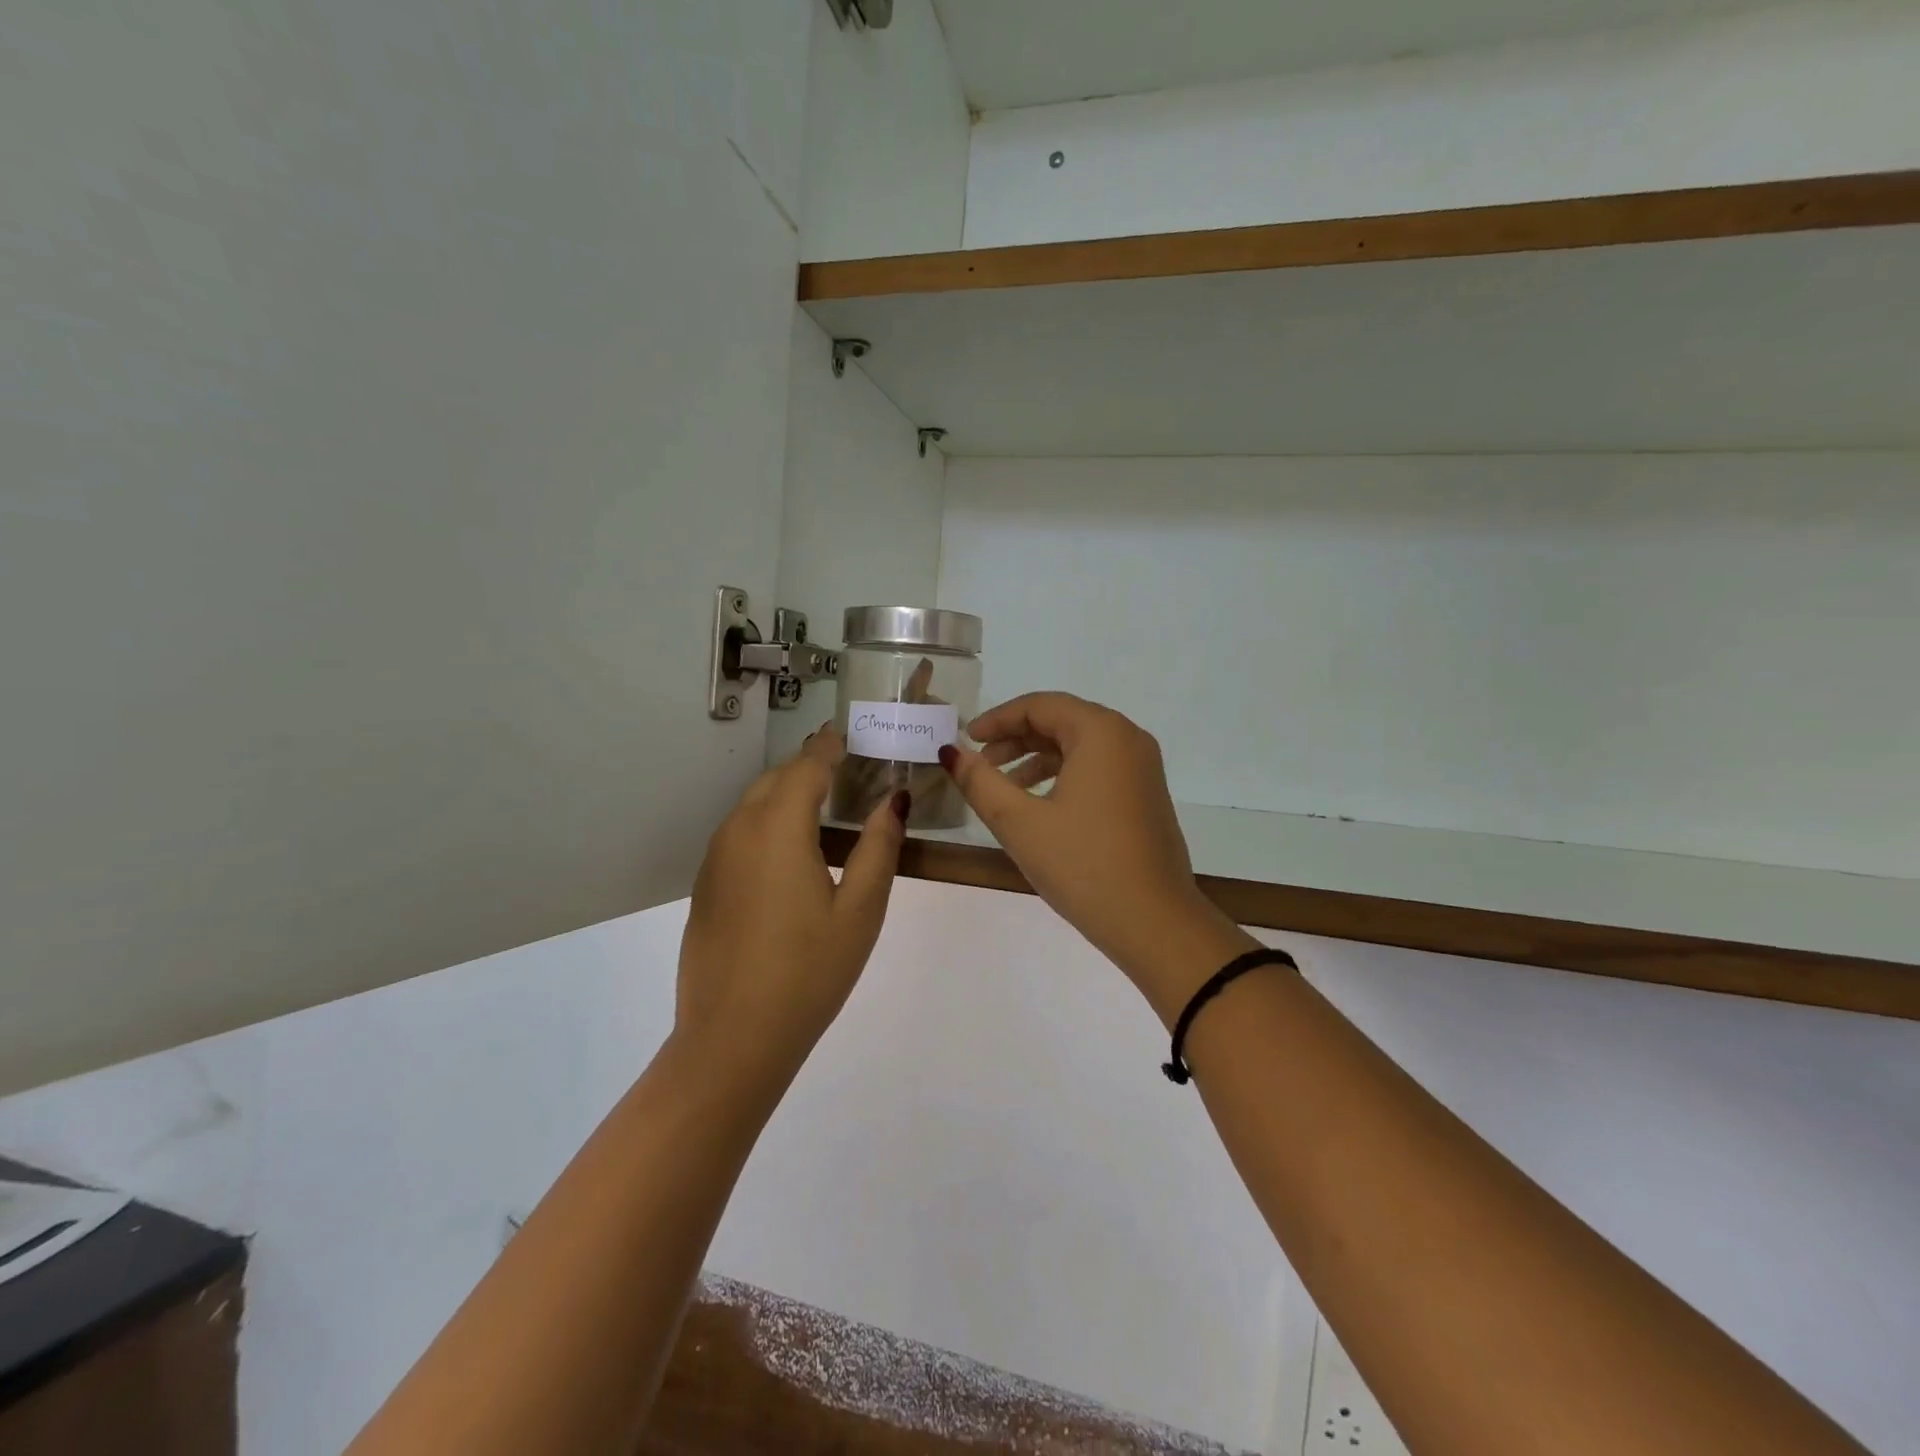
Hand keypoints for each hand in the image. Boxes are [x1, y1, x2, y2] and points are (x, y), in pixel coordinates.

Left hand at [676, 727, 907, 1078]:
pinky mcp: (706, 886)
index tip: (848, 735)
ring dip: (785, 794)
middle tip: (844, 769)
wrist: (732, 1039)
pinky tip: (789, 852)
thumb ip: (879, 847)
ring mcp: (716, 860)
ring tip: (822, 805)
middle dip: (807, 767)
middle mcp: (738, 831)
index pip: (806, 768)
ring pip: (752, 806)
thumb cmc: (809, 972)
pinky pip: (739, 834)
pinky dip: (767, 823)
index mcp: (778, 829)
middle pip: (775, 781)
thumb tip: (893, 800)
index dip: (828, 747)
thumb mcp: (860, 910)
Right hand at [941, 693, 1256, 1021]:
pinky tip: (1039, 805)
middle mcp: (1128, 739)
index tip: (967, 739)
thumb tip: (951, 752)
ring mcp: (1143, 768)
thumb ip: (980, 782)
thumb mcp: (1019, 822)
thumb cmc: (1083, 865)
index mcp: (1101, 732)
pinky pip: (1098, 768)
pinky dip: (1063, 775)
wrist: (1154, 923)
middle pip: (1062, 721)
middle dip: (1016, 738)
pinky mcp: (1146, 795)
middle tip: (981, 763)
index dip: (998, 719)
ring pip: (1080, 746)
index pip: (1040, 706)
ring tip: (1003, 788)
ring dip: (1037, 758)